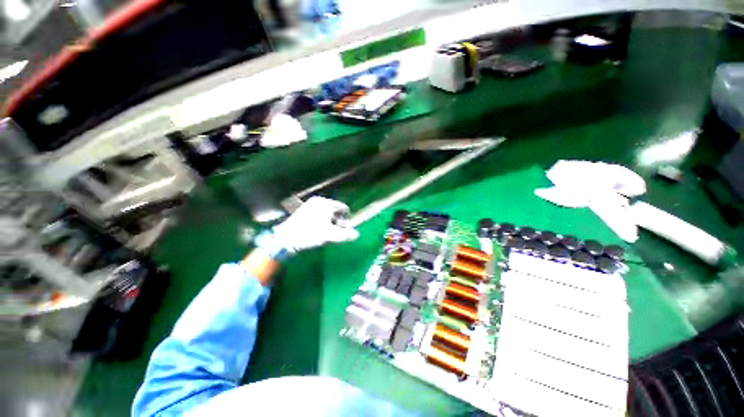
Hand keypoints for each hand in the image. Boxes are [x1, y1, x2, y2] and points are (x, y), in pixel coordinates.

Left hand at [272, 197, 358, 252]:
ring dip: (330, 222)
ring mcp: (310, 204)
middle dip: (337, 221)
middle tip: (333, 232)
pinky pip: (319, 213)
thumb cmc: (310, 234)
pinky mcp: (304, 209)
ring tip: (325, 232)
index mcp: (326, 203)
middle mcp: (319, 201)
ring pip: (327, 212)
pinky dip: (322, 220)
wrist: (286, 239)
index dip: (346, 219)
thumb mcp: (330, 235)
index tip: (343, 229)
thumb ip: (345, 235)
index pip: (343, 208)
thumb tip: (357, 235)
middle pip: (335, 210)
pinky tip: (317, 229)